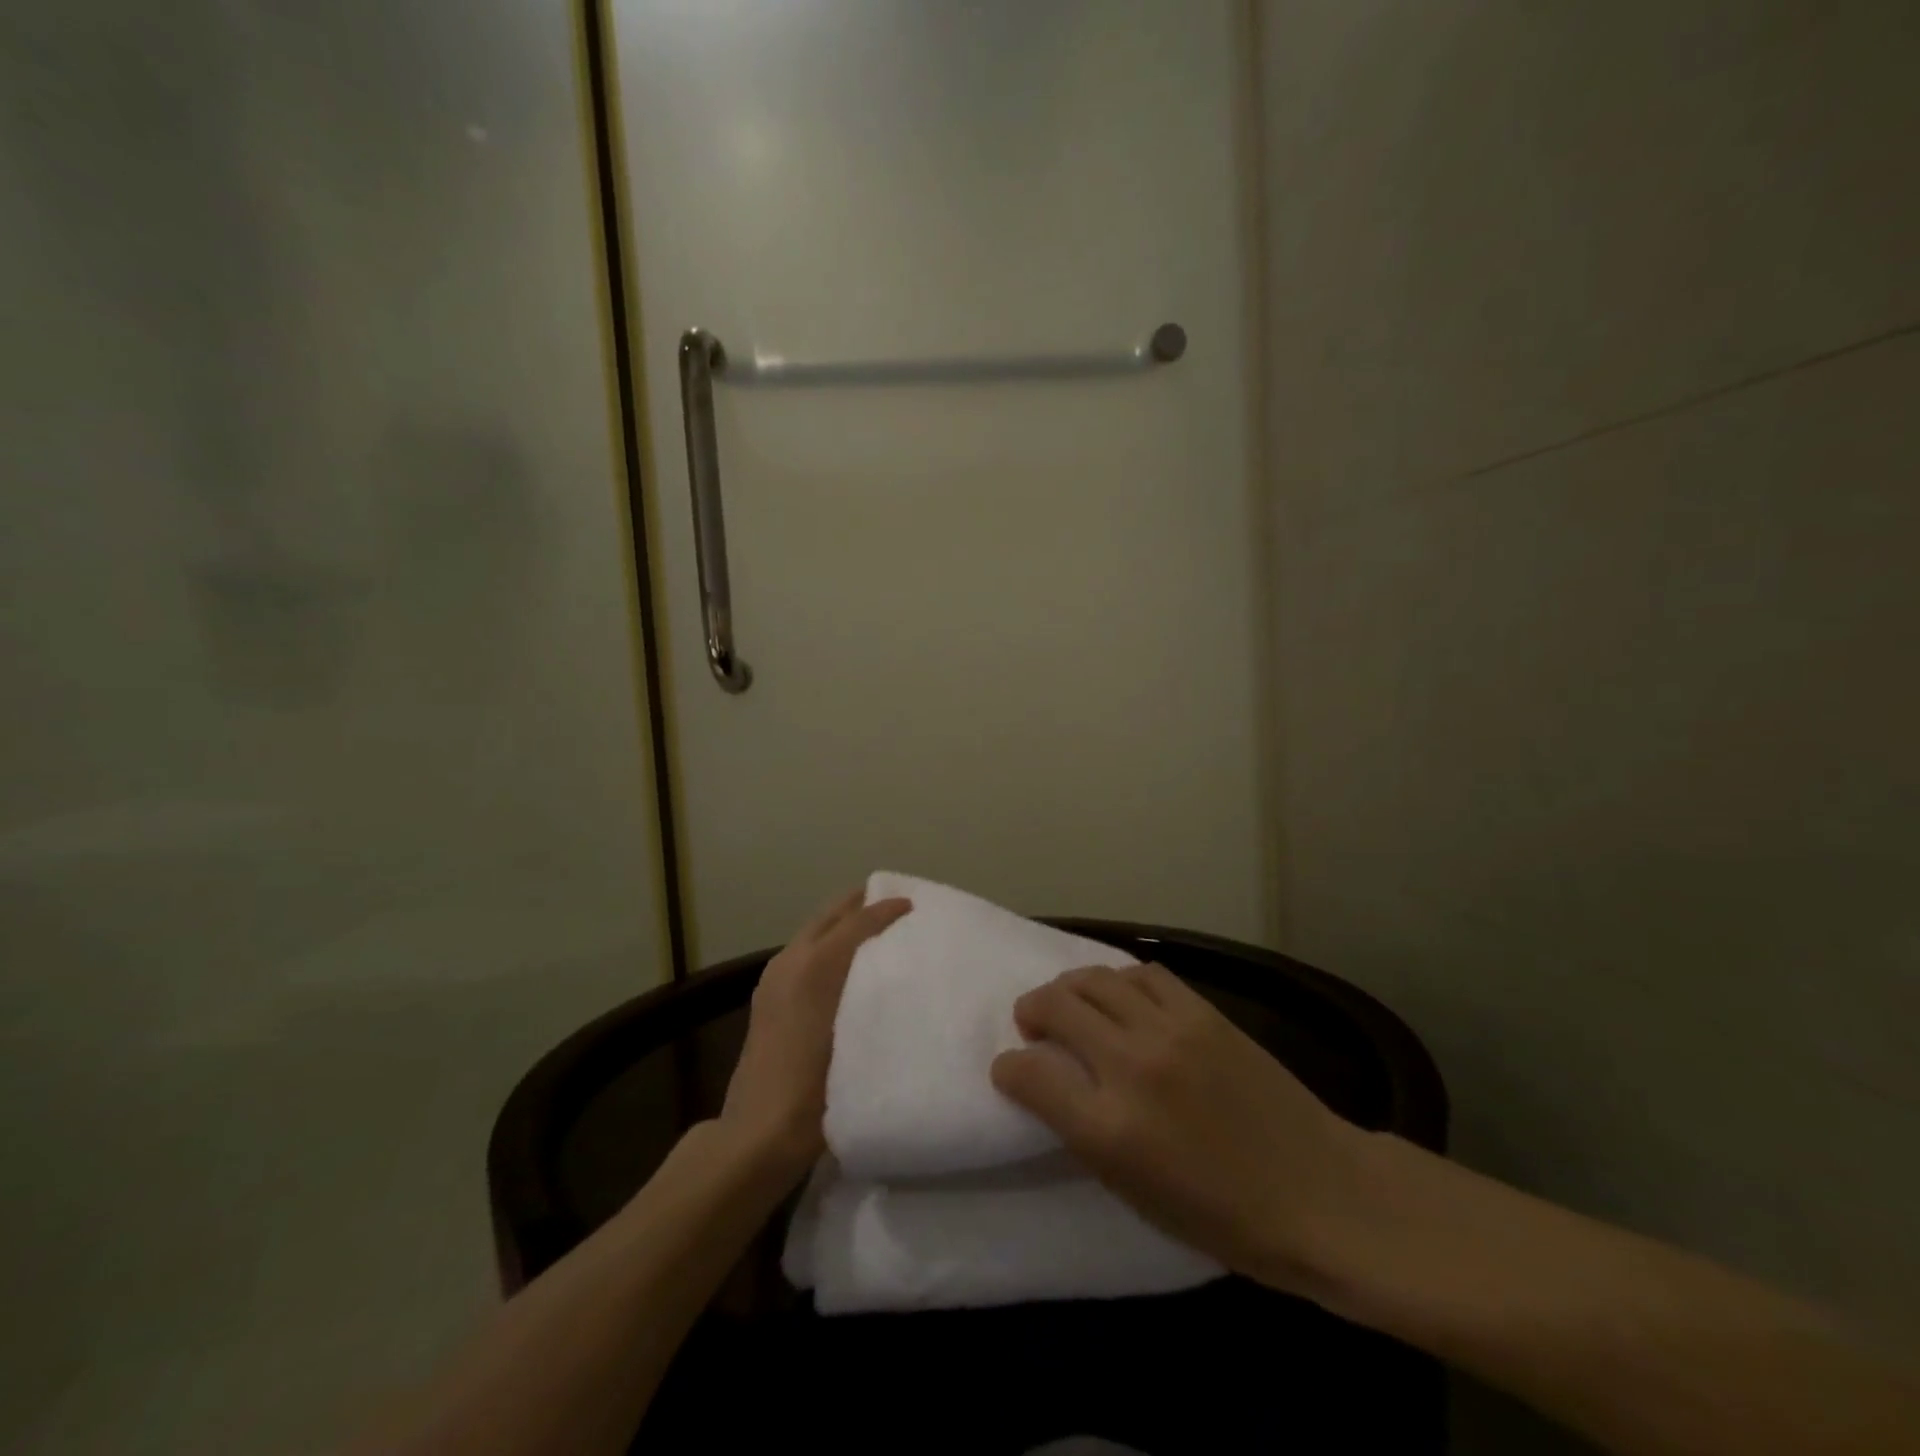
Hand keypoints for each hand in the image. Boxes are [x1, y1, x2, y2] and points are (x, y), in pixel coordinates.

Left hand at [719, 888, 912, 1183]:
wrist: (757, 1133)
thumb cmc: (816, 1092)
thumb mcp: (858, 1041)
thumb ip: (875, 996)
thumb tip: (898, 968)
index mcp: (814, 967)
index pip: (856, 922)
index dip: (885, 909)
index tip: (913, 904)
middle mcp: (791, 961)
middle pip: (829, 915)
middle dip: (860, 903)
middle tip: (893, 902)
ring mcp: (774, 978)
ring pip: (815, 930)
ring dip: (843, 922)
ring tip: (876, 928)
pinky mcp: (767, 996)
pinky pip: (804, 950)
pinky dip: (828, 942)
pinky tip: (845, 962)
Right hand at [989, 963, 1363, 1295]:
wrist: (1320, 1194)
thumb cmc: (1224, 1218)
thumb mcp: (1135, 1194)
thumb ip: (1083, 1133)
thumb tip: (1049, 1085)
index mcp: (1110, 1130)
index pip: (1028, 1074)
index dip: (1008, 1068)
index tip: (1010, 1070)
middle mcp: (1132, 1067)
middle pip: (1055, 1007)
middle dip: (1030, 1011)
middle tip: (1032, 1025)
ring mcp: (1169, 1030)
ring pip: (1093, 979)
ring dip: (1068, 988)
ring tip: (1070, 1004)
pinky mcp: (1202, 1011)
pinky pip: (1142, 974)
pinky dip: (1118, 980)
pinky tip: (1120, 997)